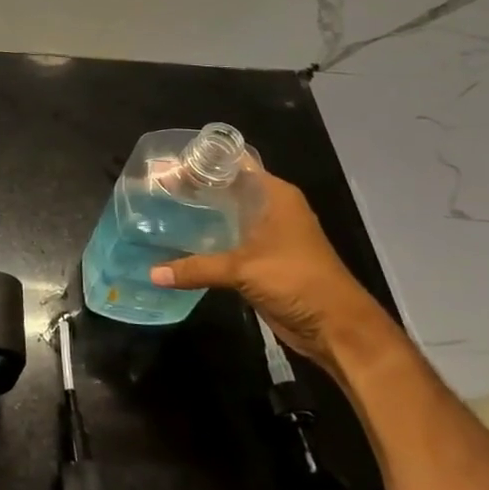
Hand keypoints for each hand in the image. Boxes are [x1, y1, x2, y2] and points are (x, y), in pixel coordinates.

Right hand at [149, 172, 399, 373]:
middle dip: (193, 188)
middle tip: (154, 188)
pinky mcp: (260, 259)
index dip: (202, 161)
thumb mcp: (243, 270)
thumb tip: (152, 273)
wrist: (336, 328)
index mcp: (274, 195)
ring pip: (226, 215)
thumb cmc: (297, 281)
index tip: (168, 163)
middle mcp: (270, 208)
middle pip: (226, 188)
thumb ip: (196, 268)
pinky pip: (227, 242)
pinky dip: (206, 241)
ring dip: (199, 216)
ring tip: (159, 211)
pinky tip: (177, 242)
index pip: (233, 163)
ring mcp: (266, 234)